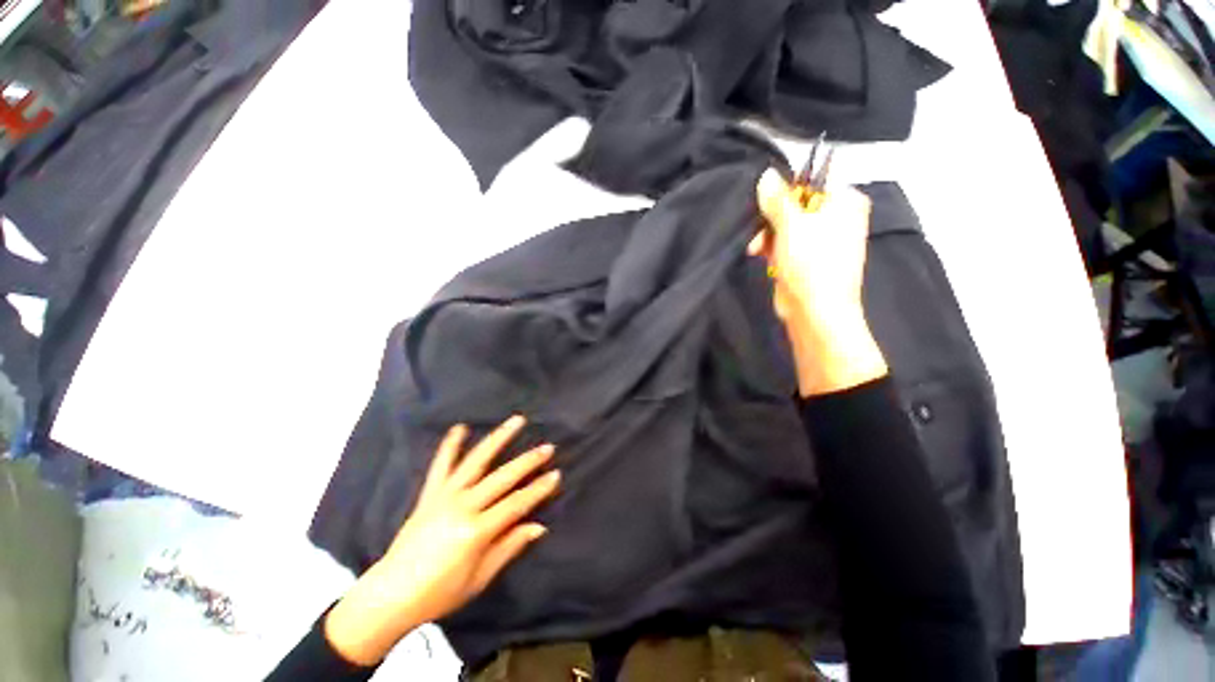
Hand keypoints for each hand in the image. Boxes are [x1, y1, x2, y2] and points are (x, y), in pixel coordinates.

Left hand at [325, 416, 559, 664]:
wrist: (390, 595)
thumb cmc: (440, 593)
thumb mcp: (480, 578)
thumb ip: (509, 547)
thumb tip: (539, 526)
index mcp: (476, 531)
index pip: (516, 504)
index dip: (538, 489)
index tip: (556, 475)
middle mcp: (462, 507)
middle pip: (502, 478)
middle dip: (528, 462)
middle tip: (547, 447)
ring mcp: (444, 497)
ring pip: (477, 461)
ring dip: (499, 439)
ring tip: (517, 421)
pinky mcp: (429, 494)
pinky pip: (441, 466)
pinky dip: (450, 445)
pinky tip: (460, 427)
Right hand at [750, 169, 887, 395]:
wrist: (815, 313)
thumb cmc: (810, 264)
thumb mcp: (791, 226)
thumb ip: (777, 199)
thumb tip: (767, 174)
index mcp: (845, 201)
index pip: (811, 181)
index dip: (784, 190)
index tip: (763, 203)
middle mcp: (836, 217)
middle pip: (796, 204)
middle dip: (771, 218)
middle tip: (758, 231)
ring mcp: (822, 239)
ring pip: (786, 225)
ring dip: (767, 234)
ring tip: (756, 249)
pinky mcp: (807, 258)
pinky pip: (785, 242)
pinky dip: (771, 247)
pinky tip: (759, 255)